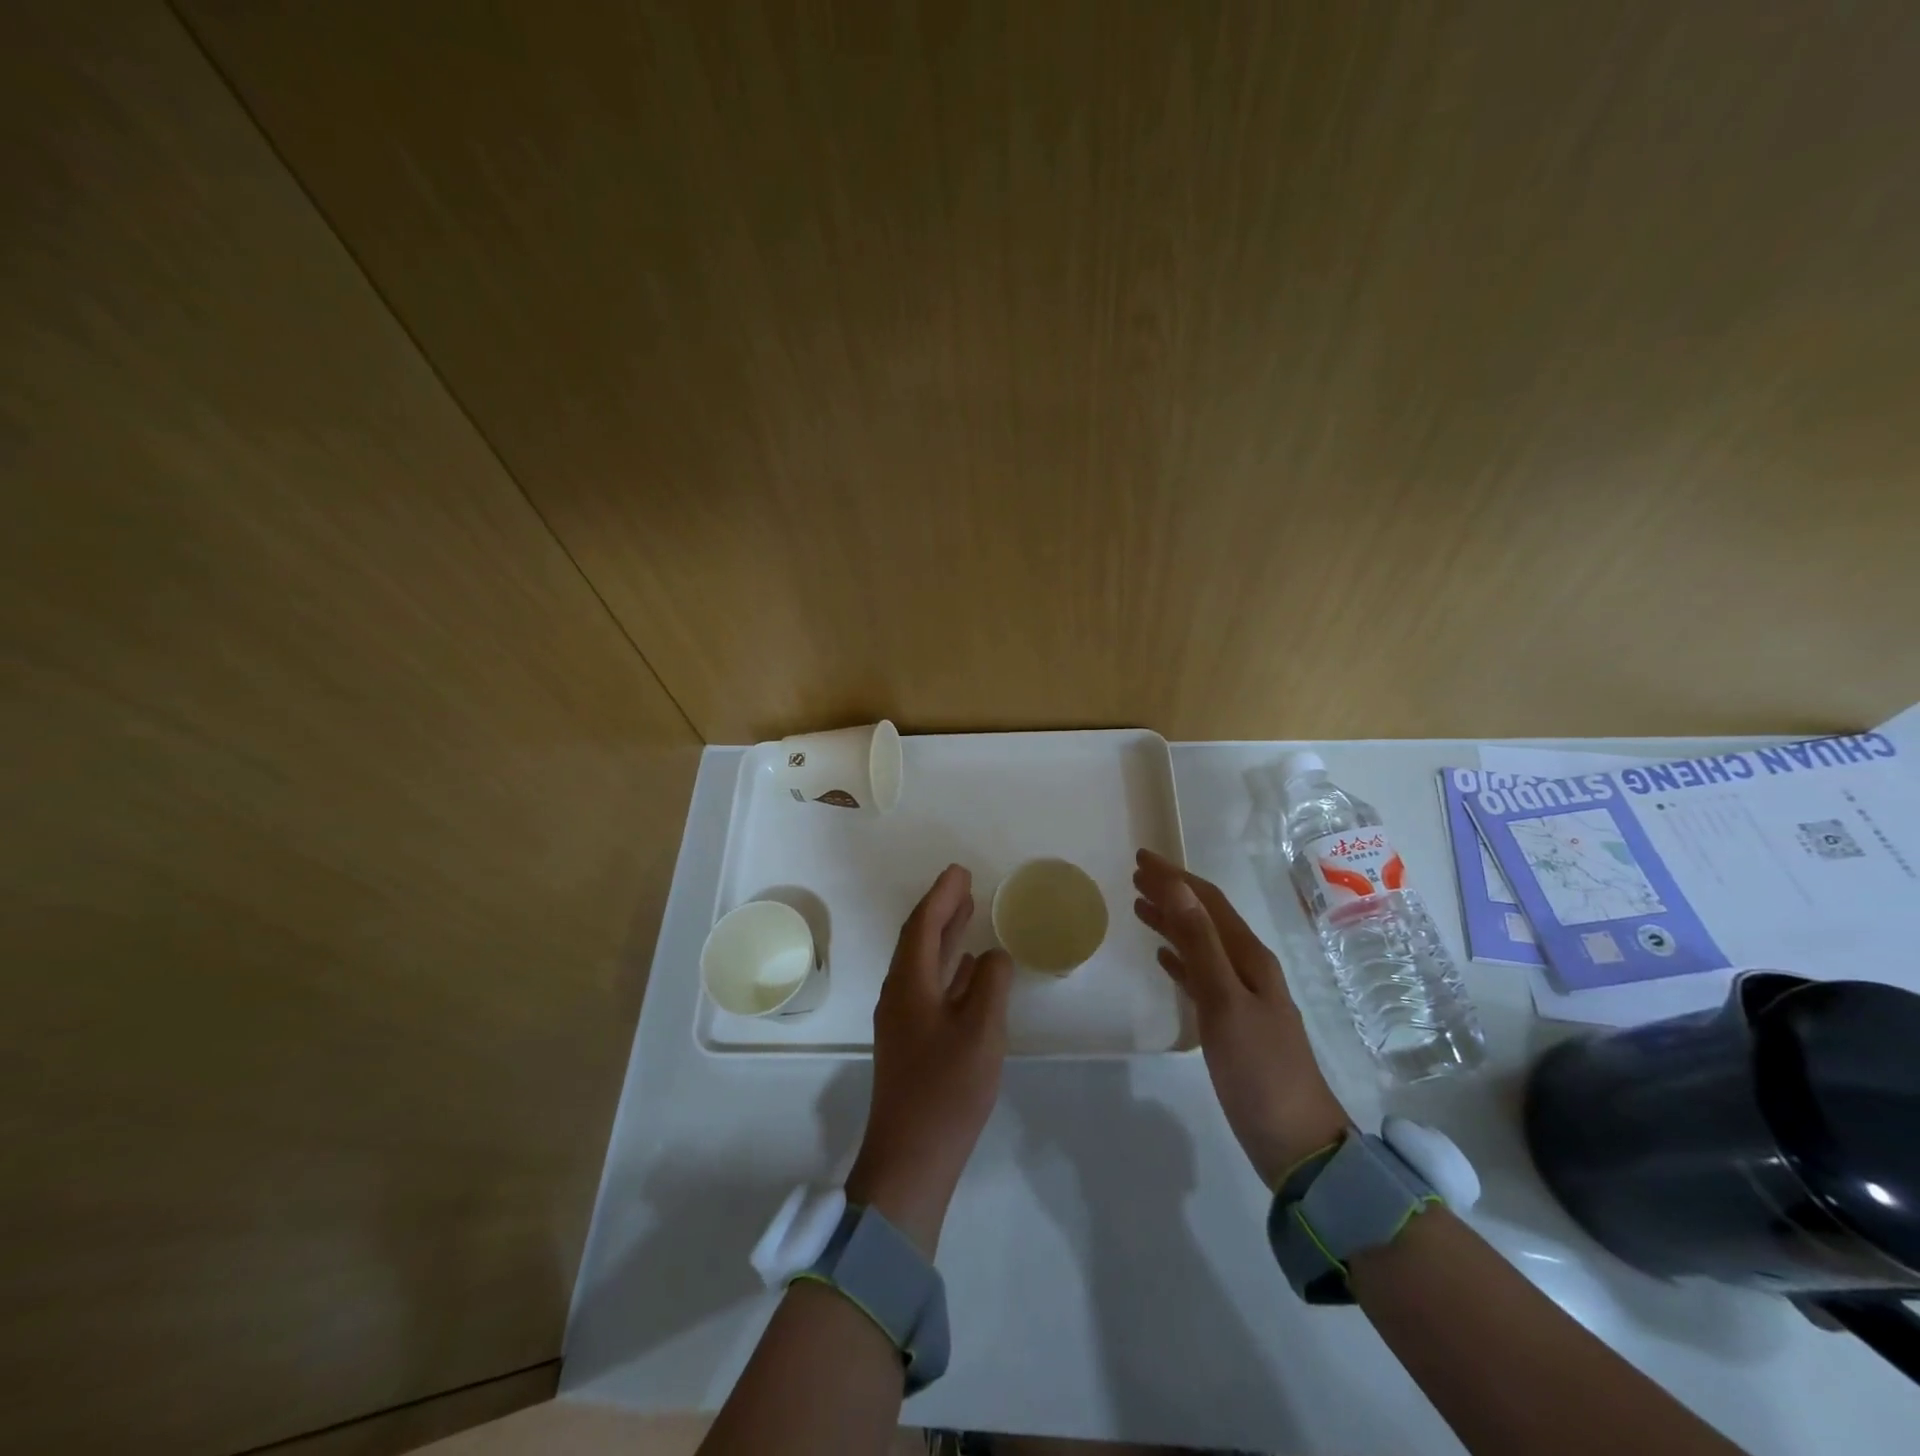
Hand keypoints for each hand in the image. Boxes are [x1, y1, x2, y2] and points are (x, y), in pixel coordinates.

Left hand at [846, 864, 1013, 1256]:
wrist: (910, 1161)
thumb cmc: (946, 1091)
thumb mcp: (981, 1032)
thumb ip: (990, 984)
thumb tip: (994, 955)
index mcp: (909, 985)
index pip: (924, 926)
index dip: (942, 896)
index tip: (960, 871)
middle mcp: (900, 995)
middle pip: (919, 940)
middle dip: (941, 909)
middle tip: (965, 884)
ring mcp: (903, 1020)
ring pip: (924, 964)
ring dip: (945, 936)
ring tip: (968, 913)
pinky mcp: (912, 1042)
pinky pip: (930, 987)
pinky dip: (948, 968)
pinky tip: (967, 969)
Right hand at [1133, 849, 1348, 1186]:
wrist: (1296, 1143)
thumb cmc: (1259, 1069)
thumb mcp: (1224, 1000)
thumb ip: (1199, 942)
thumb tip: (1177, 887)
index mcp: (1250, 957)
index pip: (1208, 902)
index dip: (1175, 877)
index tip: (1141, 858)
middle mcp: (1248, 968)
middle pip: (1205, 918)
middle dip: (1172, 893)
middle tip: (1136, 875)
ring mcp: (1242, 997)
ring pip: (1200, 945)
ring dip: (1173, 922)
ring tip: (1140, 907)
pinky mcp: (1233, 1024)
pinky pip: (1200, 976)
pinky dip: (1180, 959)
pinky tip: (1164, 958)